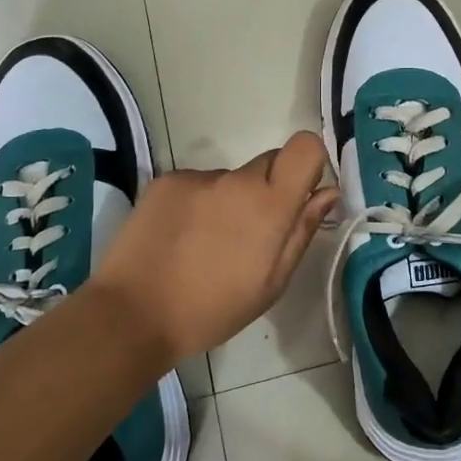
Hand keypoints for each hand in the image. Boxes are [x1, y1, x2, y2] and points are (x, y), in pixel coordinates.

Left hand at [89, 131, 339, 362]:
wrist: (133, 313)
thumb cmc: (212, 309)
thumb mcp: (271, 283)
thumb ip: (302, 231)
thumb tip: (327, 193)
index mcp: (270, 205)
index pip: (305, 147)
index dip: (309, 162)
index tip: (300, 192)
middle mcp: (236, 179)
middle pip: (268, 163)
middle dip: (268, 189)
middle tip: (249, 233)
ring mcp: (198, 177)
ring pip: (229, 179)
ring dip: (228, 200)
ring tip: (204, 244)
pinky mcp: (166, 181)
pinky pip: (196, 185)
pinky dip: (196, 204)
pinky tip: (180, 238)